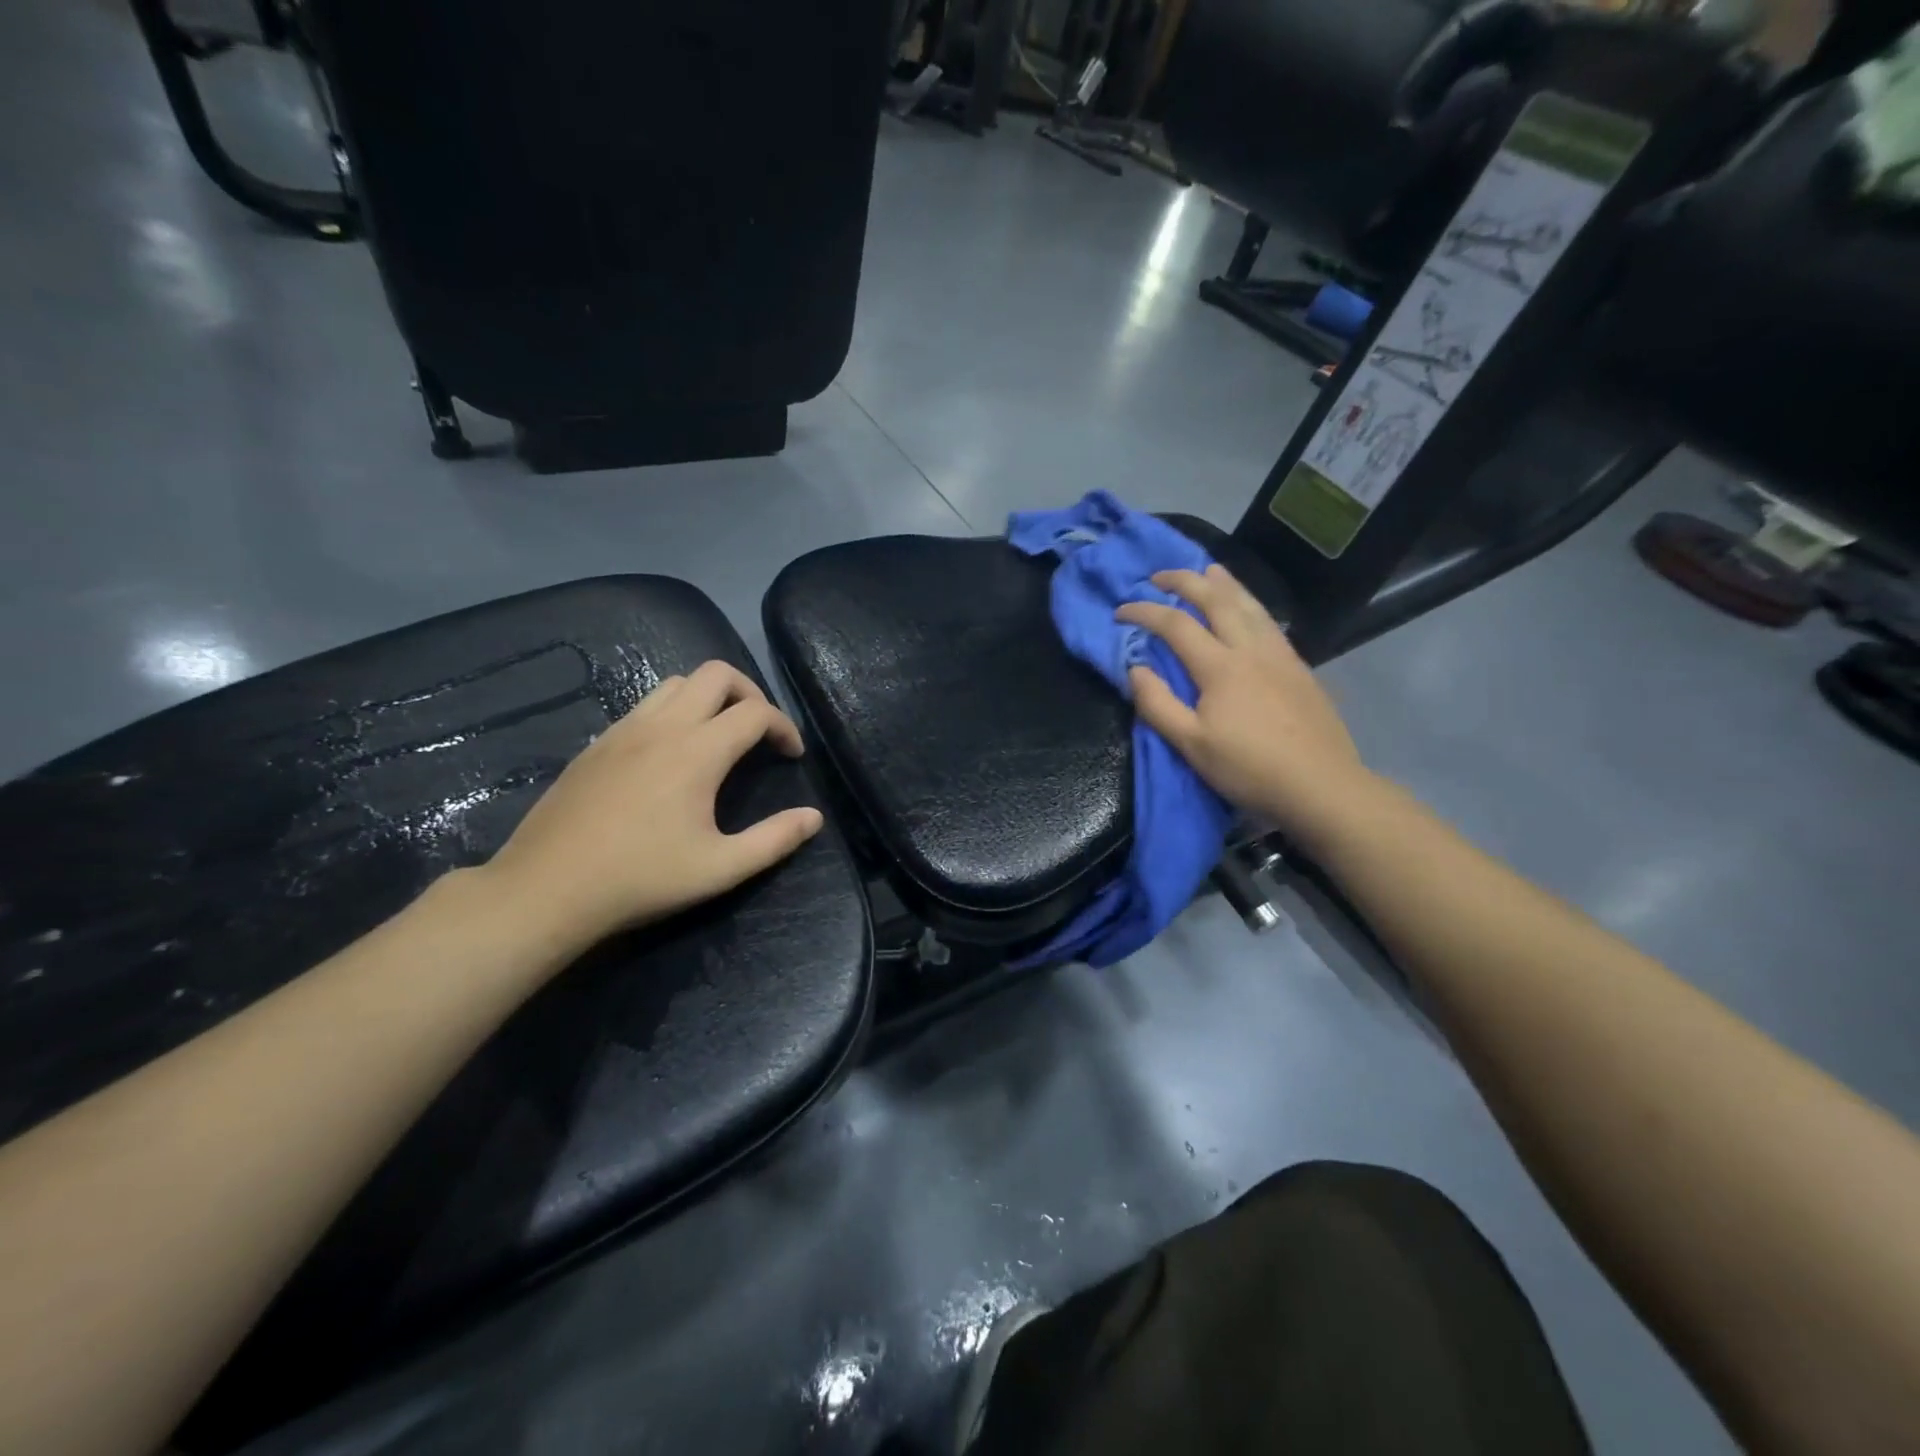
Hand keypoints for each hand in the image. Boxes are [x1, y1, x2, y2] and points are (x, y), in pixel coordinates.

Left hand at [481, 661, 824, 949]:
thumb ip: (774, 840)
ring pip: (677, 683)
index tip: (793, 755)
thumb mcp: (720, 869)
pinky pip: (645, 705)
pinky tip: (671, 754)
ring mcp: (624, 730)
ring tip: (720, 735)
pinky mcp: (597, 743)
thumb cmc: (641, 879)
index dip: (785, 727)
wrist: (547, 889)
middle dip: (750, 693)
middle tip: (760, 732)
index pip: (756, 712)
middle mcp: (662, 726)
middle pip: (716, 674)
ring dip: (709, 697)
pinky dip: (674, 711)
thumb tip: (814, 818)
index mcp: (697, 752)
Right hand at [1117, 565, 1373, 849]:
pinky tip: (1247, 606)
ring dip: (1223, 582)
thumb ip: (1158, 704)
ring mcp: (1280, 654)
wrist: (1320, 785)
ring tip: (1207, 569)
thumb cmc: (1249, 768)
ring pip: (1249, 603)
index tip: (1120, 610)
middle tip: (1159, 575)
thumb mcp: (1191, 745)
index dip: (1144, 612)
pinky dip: (1250, 601)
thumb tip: (1135, 668)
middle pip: (1215, 599)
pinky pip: (1268, 619)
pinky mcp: (1299, 666)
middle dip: (1184, 581)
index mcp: (1220, 667)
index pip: (1175, 624)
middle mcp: (1250, 648)